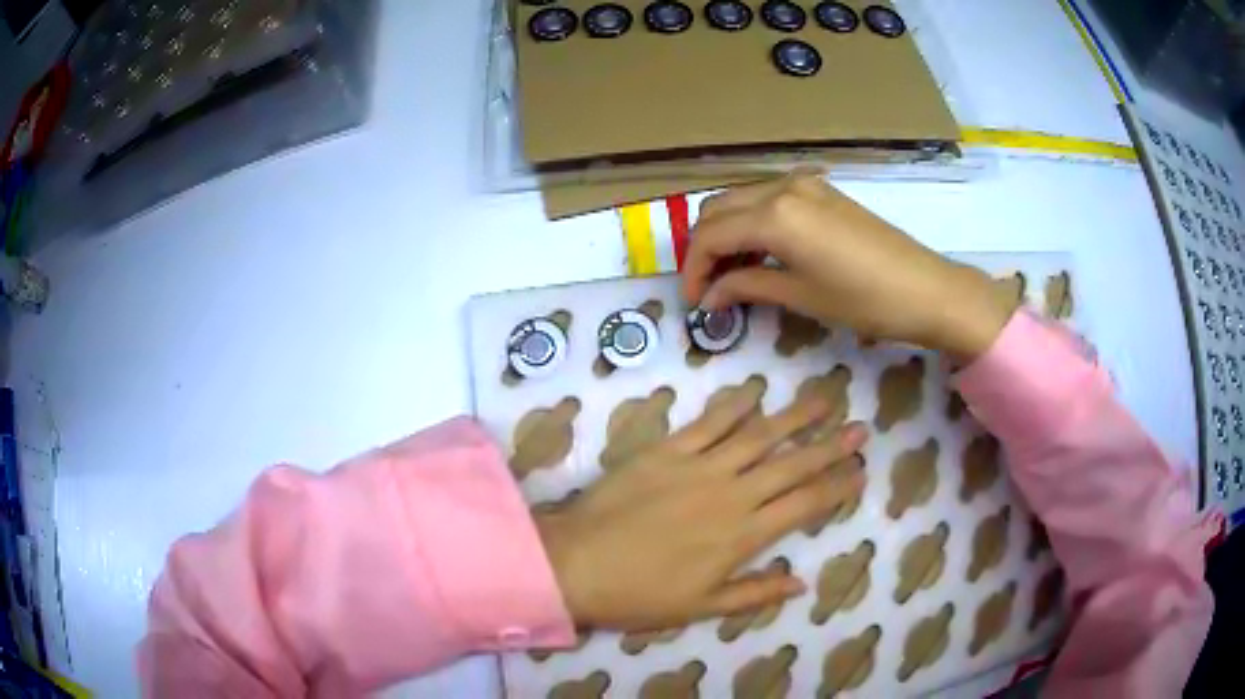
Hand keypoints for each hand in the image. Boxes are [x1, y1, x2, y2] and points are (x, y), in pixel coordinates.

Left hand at [535, 379, 866, 631]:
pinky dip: (734, 405)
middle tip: (860, 428)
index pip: (804, 506)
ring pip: (758, 436)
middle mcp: (731, 495)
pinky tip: (755, 391)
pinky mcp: (667, 451)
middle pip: (792, 465)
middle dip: (830, 446)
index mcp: (742, 537)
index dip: (836, 488)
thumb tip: (801, 583)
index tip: (861, 471)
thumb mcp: (701, 608)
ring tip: (824, 398)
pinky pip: (709, 423)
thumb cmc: (639, 595)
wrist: (577, 564)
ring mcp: (699, 468)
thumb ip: (754, 593)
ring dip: (794, 416)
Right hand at [682, 176, 1018, 361]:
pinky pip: (769, 199)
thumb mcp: (800, 296)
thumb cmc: (863, 300)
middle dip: (704, 247)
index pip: (710, 235)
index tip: (694, 301)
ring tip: (732, 273)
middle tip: (708, 286)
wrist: (924, 288)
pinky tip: (761, 252)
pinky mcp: (821, 190)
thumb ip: (747, 286)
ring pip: (742, 200)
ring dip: (727, 232)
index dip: (693, 269)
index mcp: (774, 215)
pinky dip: (753, 222)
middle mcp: (782, 187)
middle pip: (718, 208)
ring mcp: (804, 183)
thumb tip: (710, 296)